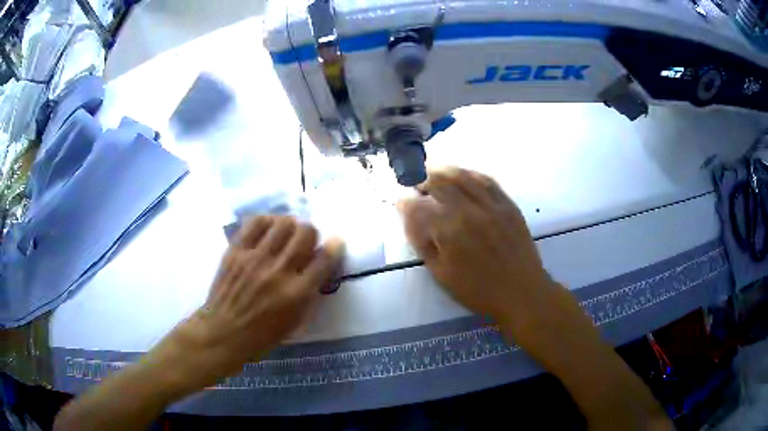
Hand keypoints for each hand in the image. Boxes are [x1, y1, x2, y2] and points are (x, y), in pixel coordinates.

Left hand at [156, 216, 343, 391]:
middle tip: (306, 241)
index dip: (335, 246)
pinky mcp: (236, 250)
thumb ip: (311, 292)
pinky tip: (268, 229)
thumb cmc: (263, 334)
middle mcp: (278, 271)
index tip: (335, 242)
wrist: (224, 331)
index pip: (324, 259)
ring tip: (286, 233)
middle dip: (311, 233)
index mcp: (297, 294)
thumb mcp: (296, 321)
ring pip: (283, 223)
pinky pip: (255, 222)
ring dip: (290, 225)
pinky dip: (267, 221)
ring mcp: (255, 258)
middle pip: (305, 232)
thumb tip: (319, 264)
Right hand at [398, 167, 560, 336]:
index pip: (418, 207)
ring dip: (443, 171)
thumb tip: (408, 216)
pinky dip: (470, 174)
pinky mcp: (507, 204)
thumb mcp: (441, 273)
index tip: (400, 202)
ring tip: (434, 173)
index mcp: (448, 230)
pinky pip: (486, 180)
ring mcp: (490, 204)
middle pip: (438, 183)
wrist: (520, 292)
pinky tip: (463, 176)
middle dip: (421, 181)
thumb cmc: (477, 290)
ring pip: (462, 175)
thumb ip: (422, 242)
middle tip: (416, 187)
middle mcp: (468, 210)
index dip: (404, 203)